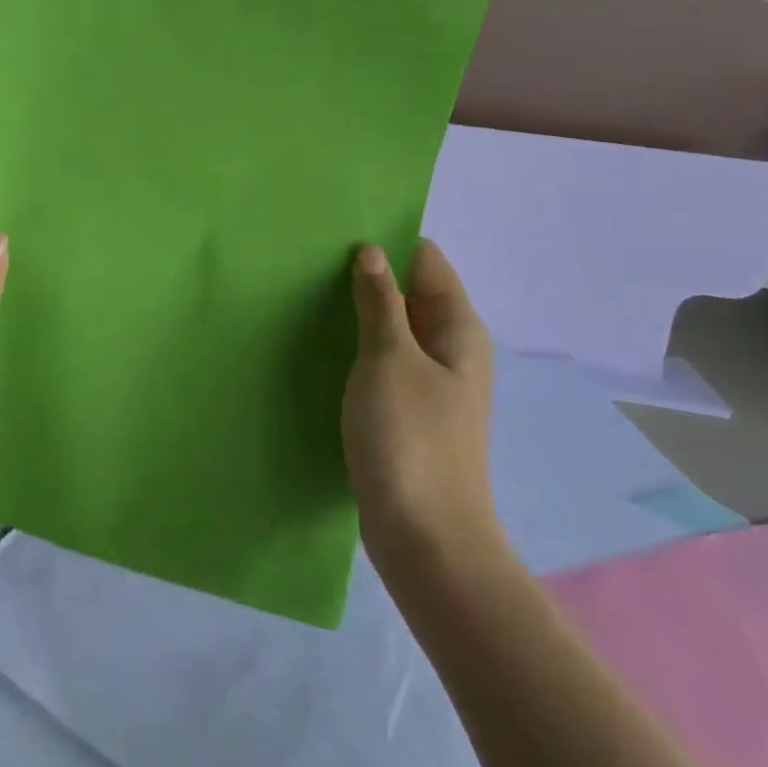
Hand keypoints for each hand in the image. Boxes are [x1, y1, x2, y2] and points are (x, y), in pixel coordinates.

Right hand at [344, 240, 499, 561]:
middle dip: (371, 273)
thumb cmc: (410, 439)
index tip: (343, 228)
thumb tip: (372, 251)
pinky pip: (385, 361)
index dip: (391, 241)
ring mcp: (430, 384)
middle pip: (413, 293)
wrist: (426, 538)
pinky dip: (359, 346)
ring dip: (361, 311)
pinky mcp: (409, 412)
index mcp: (458, 329)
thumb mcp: (389, 359)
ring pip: (395, 329)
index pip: (428, 262)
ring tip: (309, 291)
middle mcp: (451, 350)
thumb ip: (380, 303)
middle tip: (314, 256)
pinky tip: (324, 342)